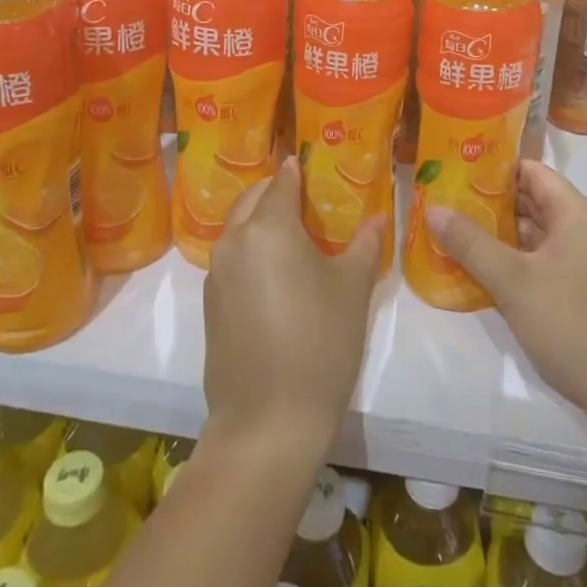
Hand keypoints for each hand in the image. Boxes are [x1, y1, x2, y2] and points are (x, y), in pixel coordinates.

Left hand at [201, 156, 383, 466]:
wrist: (267, 422)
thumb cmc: (320, 344)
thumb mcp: (352, 289)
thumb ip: (364, 244)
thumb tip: (376, 218)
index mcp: (268, 227)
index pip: (282, 180)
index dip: (298, 169)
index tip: (314, 164)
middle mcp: (234, 240)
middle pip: (253, 198)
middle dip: (277, 192)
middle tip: (309, 199)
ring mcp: (216, 273)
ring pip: (238, 228)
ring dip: (261, 221)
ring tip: (295, 235)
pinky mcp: (210, 304)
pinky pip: (231, 259)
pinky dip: (251, 251)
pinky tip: (277, 275)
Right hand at [429, 160, 586, 421]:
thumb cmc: (573, 323)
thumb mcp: (513, 281)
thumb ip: (471, 243)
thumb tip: (434, 208)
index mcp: (576, 214)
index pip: (531, 171)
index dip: (492, 169)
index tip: (454, 173)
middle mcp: (585, 230)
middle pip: (532, 202)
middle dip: (488, 204)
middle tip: (444, 205)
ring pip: (536, 237)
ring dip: (498, 237)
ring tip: (452, 236)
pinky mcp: (585, 293)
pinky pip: (543, 264)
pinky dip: (514, 263)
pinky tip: (481, 275)